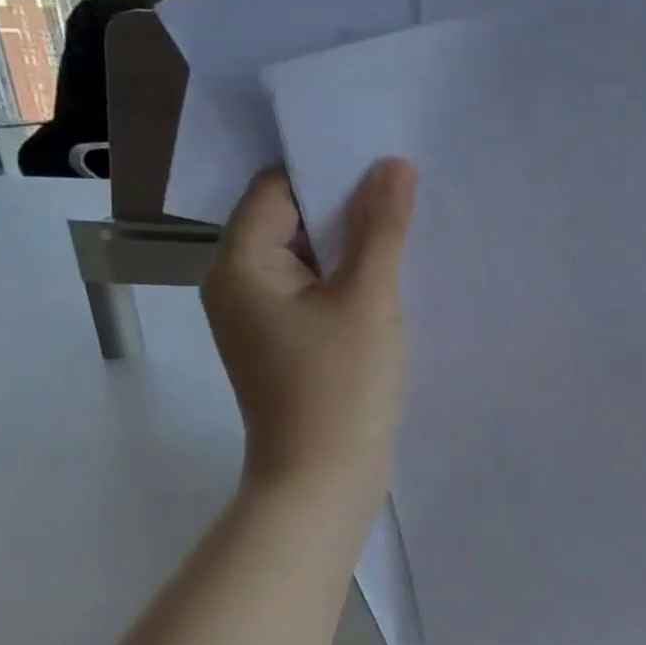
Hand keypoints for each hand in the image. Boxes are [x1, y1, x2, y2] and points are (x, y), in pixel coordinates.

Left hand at [202, 159, 417, 509]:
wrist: (324, 482)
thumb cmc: (340, 385)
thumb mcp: (368, 297)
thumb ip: (381, 226)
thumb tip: (393, 165)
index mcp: (241, 264)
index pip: (279, 188)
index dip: (329, 168)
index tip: (384, 162)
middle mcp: (239, 283)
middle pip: (292, 218)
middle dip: (347, 204)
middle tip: (405, 189)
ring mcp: (262, 316)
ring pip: (309, 255)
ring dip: (353, 241)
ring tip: (406, 225)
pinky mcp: (287, 341)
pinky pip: (316, 288)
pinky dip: (349, 276)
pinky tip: (391, 272)